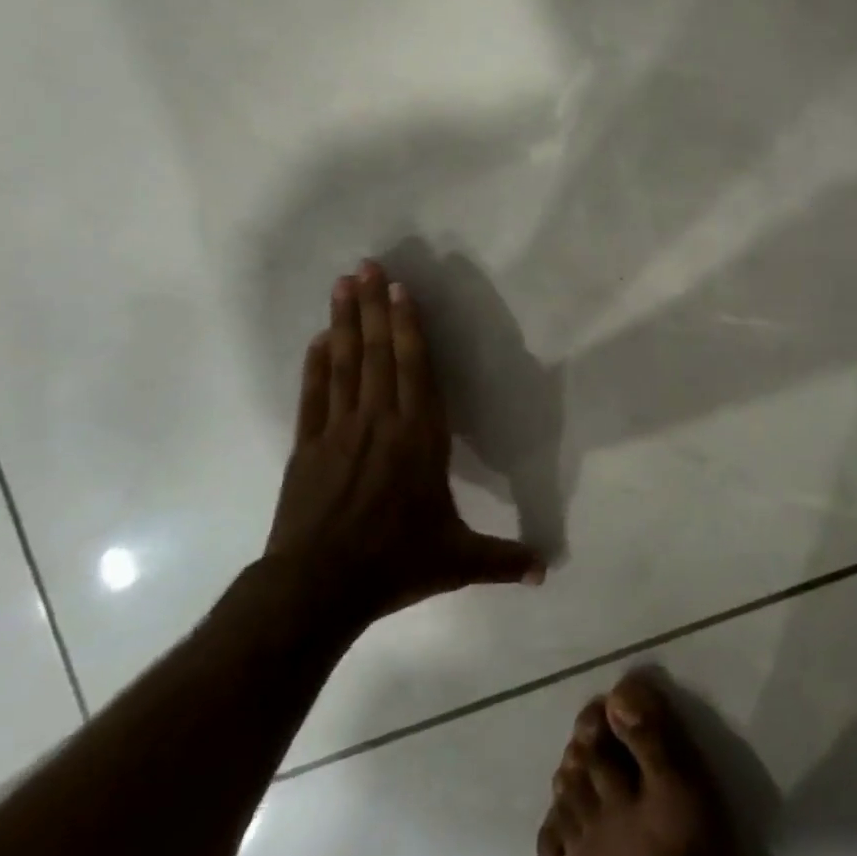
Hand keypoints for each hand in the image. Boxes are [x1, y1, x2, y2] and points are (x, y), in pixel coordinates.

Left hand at [264, 261, 544, 620]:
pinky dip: (316, 364)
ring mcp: (340, 431)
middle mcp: (381, 422)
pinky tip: (318, 338)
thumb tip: (548, 571)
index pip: (416, 369)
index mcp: (420, 438)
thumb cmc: (394, 565)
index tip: (401, 289)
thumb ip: (503, 560)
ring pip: (345, 364)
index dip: (409, 326)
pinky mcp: (308, 448)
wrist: (316, 590)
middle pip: (379, 353)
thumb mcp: (457, 562)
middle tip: (365, 265)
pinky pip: (314, 395)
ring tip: (342, 284)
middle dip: (374, 306)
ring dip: (345, 322)